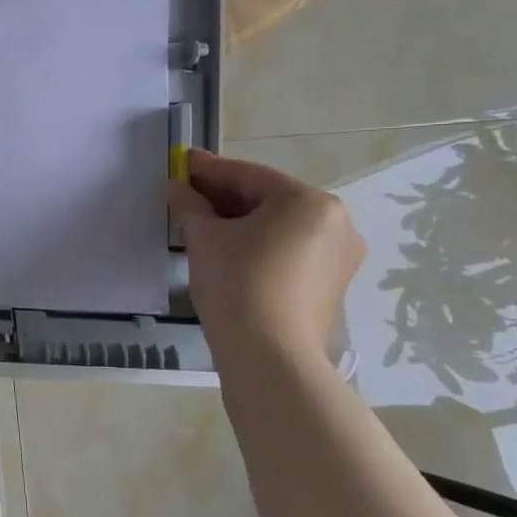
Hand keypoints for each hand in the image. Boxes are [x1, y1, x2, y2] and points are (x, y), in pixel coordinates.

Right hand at [165, 149, 365, 360]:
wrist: (269, 354)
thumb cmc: (236, 283)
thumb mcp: (204, 238)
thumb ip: (190, 206)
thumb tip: (175, 187)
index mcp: (309, 201)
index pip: (249, 176)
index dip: (210, 169)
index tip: (182, 162)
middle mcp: (336, 221)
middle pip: (269, 199)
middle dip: (225, 197)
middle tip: (187, 194)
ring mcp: (340, 255)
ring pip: (281, 226)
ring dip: (242, 221)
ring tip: (203, 224)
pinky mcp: (332, 283)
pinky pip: (291, 249)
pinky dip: (260, 244)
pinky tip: (230, 251)